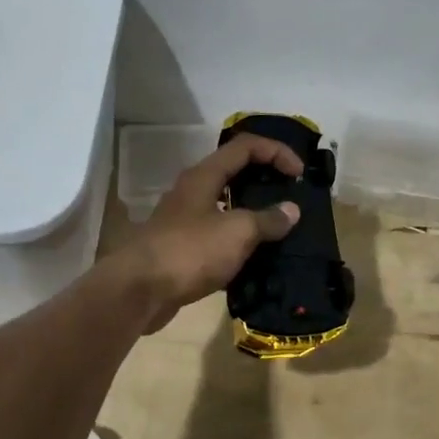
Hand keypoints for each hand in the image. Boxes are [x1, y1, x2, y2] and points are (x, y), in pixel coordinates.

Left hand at [115, 134, 302, 331]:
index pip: (245, 146)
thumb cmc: (190, 251)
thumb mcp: (237, 232)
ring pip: (225, 208)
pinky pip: (217, 238)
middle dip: (265, 181)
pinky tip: (256, 262)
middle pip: (234, 173)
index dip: (276, 152)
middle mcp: (192, 192)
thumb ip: (267, 219)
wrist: (139, 291)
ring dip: (253, 215)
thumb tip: (291, 210)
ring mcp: (185, 222)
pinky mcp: (182, 250)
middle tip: (291, 198)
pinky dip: (238, 244)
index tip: (299, 174)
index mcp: (204, 176)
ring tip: (280, 231)